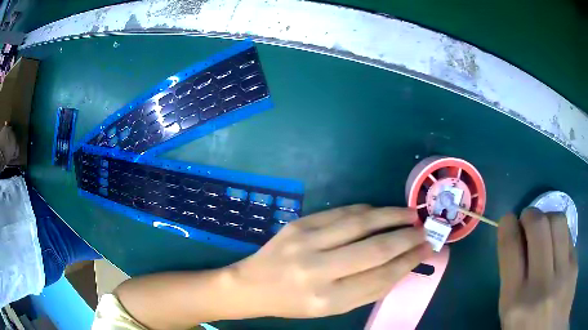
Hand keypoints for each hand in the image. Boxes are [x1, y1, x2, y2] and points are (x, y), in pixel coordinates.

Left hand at [231, 205, 431, 317]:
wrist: (253, 285)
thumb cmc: (295, 303)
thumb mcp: (332, 308)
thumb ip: (368, 290)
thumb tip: (402, 265)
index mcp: (328, 299)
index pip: (381, 277)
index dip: (409, 262)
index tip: (427, 250)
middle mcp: (318, 269)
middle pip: (376, 248)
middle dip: (407, 237)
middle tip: (425, 230)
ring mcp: (306, 242)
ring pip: (361, 223)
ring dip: (392, 216)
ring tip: (410, 215)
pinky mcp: (300, 224)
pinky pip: (341, 212)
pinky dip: (366, 210)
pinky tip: (381, 212)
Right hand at [498, 208, 577, 329]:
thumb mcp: (511, 321)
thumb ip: (515, 285)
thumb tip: (520, 248)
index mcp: (515, 304)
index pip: (510, 248)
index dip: (507, 225)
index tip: (509, 220)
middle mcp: (541, 287)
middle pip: (539, 226)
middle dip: (531, 214)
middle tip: (529, 220)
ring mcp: (564, 277)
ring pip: (559, 224)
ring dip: (549, 218)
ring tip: (547, 228)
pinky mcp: (575, 270)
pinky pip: (571, 240)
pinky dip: (563, 237)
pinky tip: (561, 249)